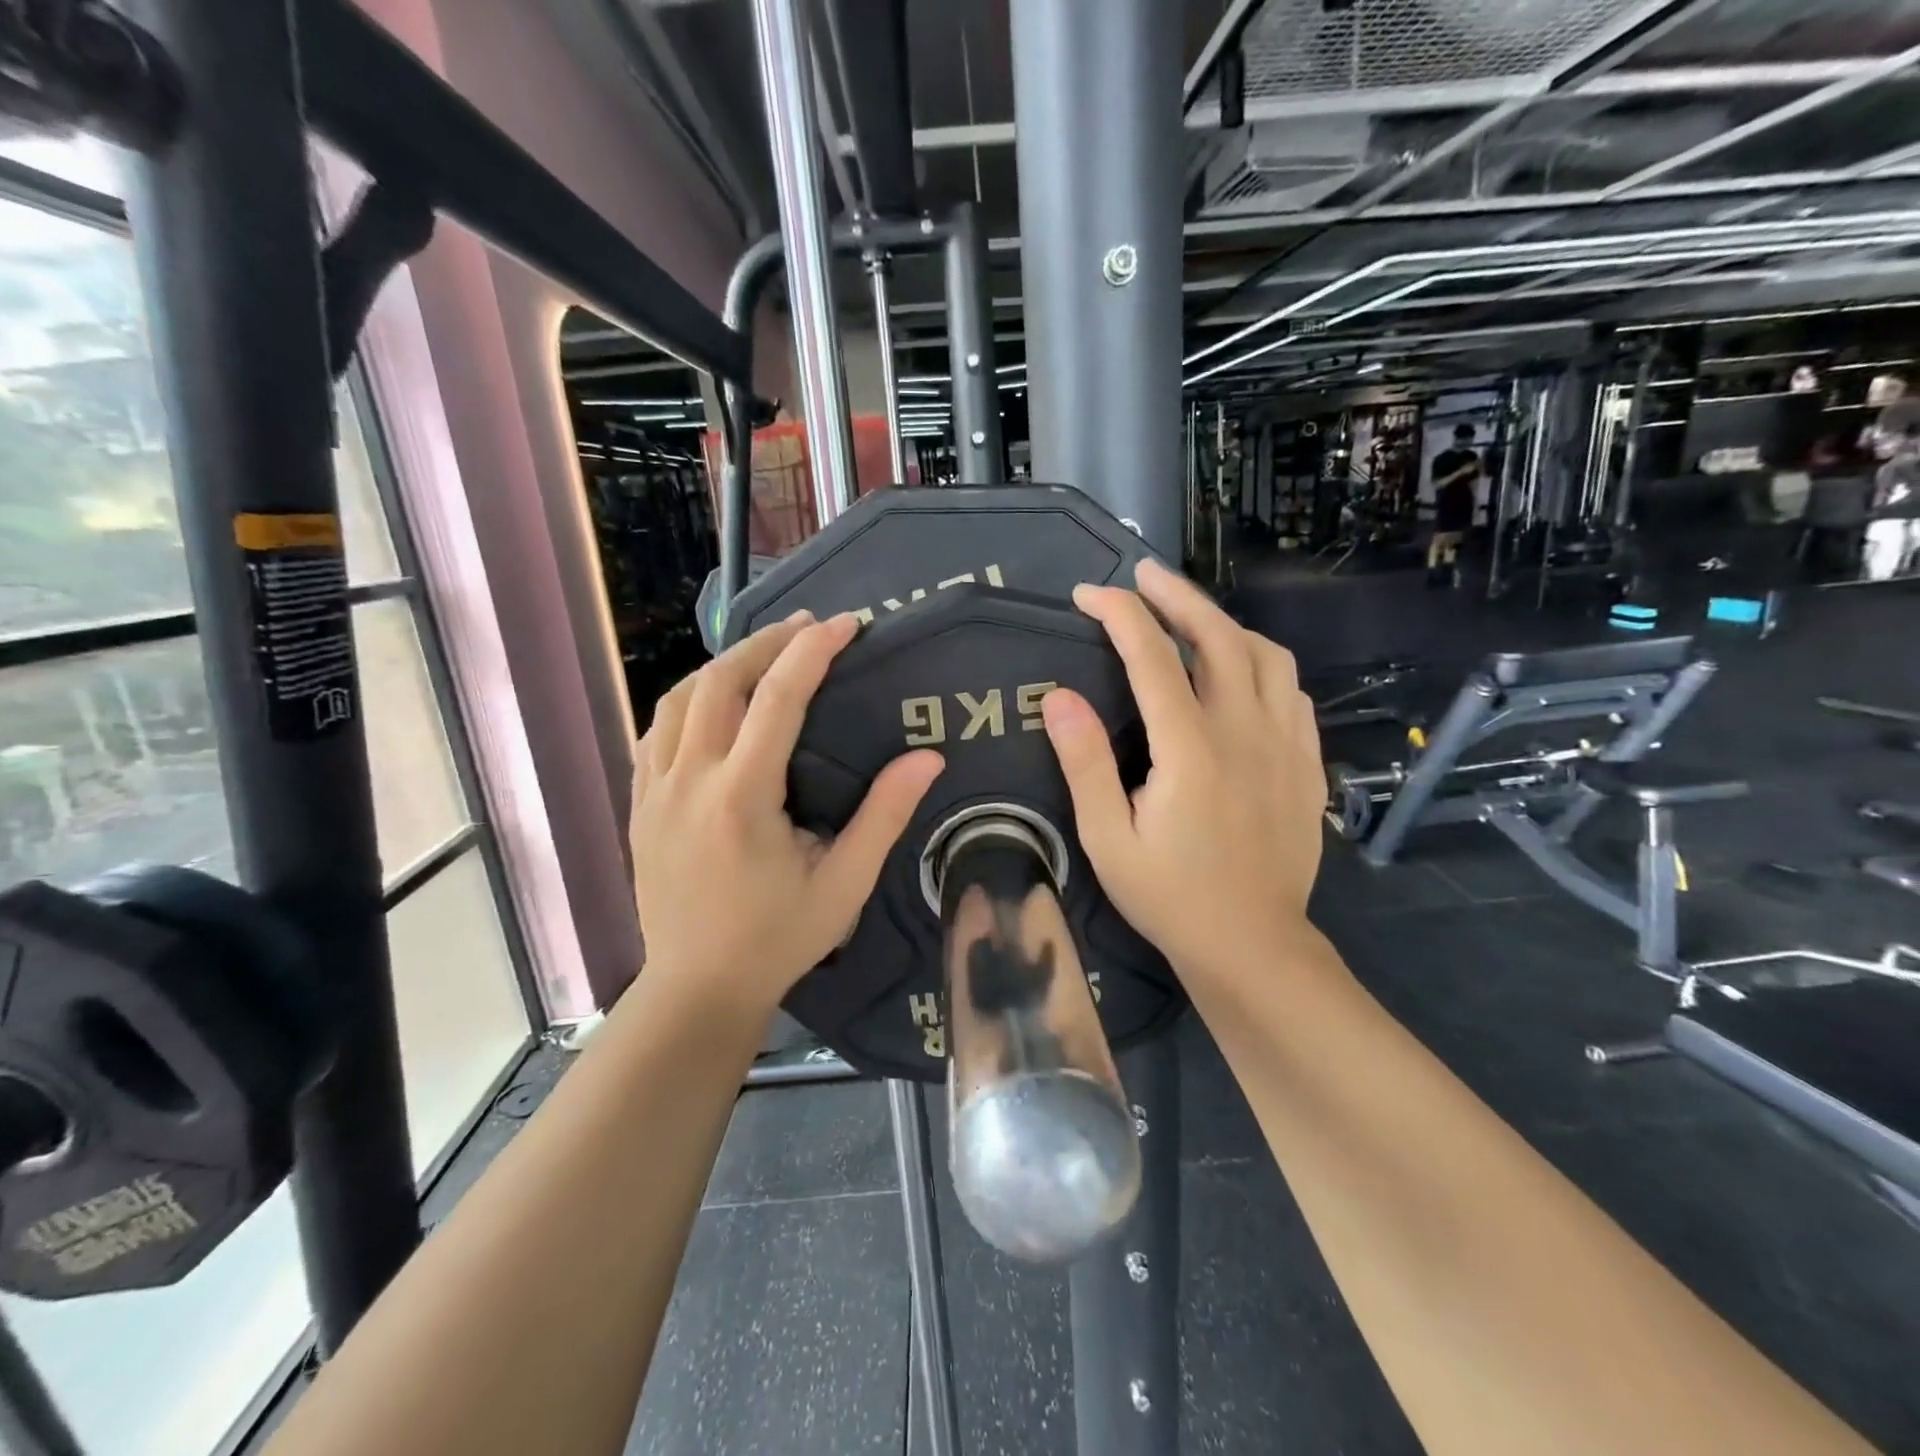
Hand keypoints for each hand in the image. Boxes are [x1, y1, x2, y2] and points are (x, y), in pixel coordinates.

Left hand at [630, 612, 943, 1013]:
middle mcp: (690, 781)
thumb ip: (884, 817)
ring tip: (763, 656)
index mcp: (742, 797)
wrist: (697, 988)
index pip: (777, 698)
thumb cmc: (777, 939)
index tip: (846, 623)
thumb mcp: (844, 884)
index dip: (813, 651)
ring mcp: (654, 791)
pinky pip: (656, 731)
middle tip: (807, 629)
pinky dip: (689, 701)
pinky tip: (713, 705)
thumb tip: (928, 758)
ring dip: (723, 666)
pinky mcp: (639, 805)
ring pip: (679, 698)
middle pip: (719, 682)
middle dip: (765, 643)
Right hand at [1040, 558, 1324, 977]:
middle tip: (1143, 575)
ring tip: (1191, 620)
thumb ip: (1084, 764)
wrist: (1253, 945)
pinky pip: (1291, 692)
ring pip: (1266, 655)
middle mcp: (1244, 732)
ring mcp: (1285, 745)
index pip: (1152, 657)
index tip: (1088, 594)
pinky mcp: (1306, 763)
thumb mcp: (1107, 840)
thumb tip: (1059, 696)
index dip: (1119, 614)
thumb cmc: (1170, 896)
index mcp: (1189, 749)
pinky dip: (1263, 665)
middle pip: (1218, 636)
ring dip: (1225, 624)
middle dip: (1177, 595)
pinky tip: (1242, 673)